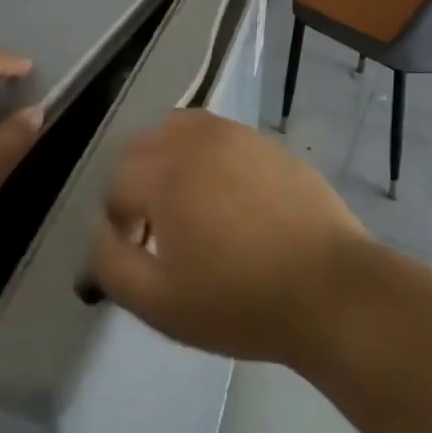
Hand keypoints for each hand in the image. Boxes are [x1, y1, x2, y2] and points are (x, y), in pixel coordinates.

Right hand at [88, 109, 370, 367]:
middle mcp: (198, 139)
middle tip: (158, 230)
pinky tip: (230, 198)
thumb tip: (102, 233)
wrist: (329, 287)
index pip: (118, 182)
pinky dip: (208, 154)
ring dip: (171, 159)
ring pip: (183, 129)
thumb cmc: (240, 301)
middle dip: (138, 183)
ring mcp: (238, 134)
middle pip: (145, 146)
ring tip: (189, 204)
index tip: (138, 252)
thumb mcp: (159, 303)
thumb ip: (112, 264)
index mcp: (166, 172)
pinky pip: (222, 135)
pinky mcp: (268, 141)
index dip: (118, 220)